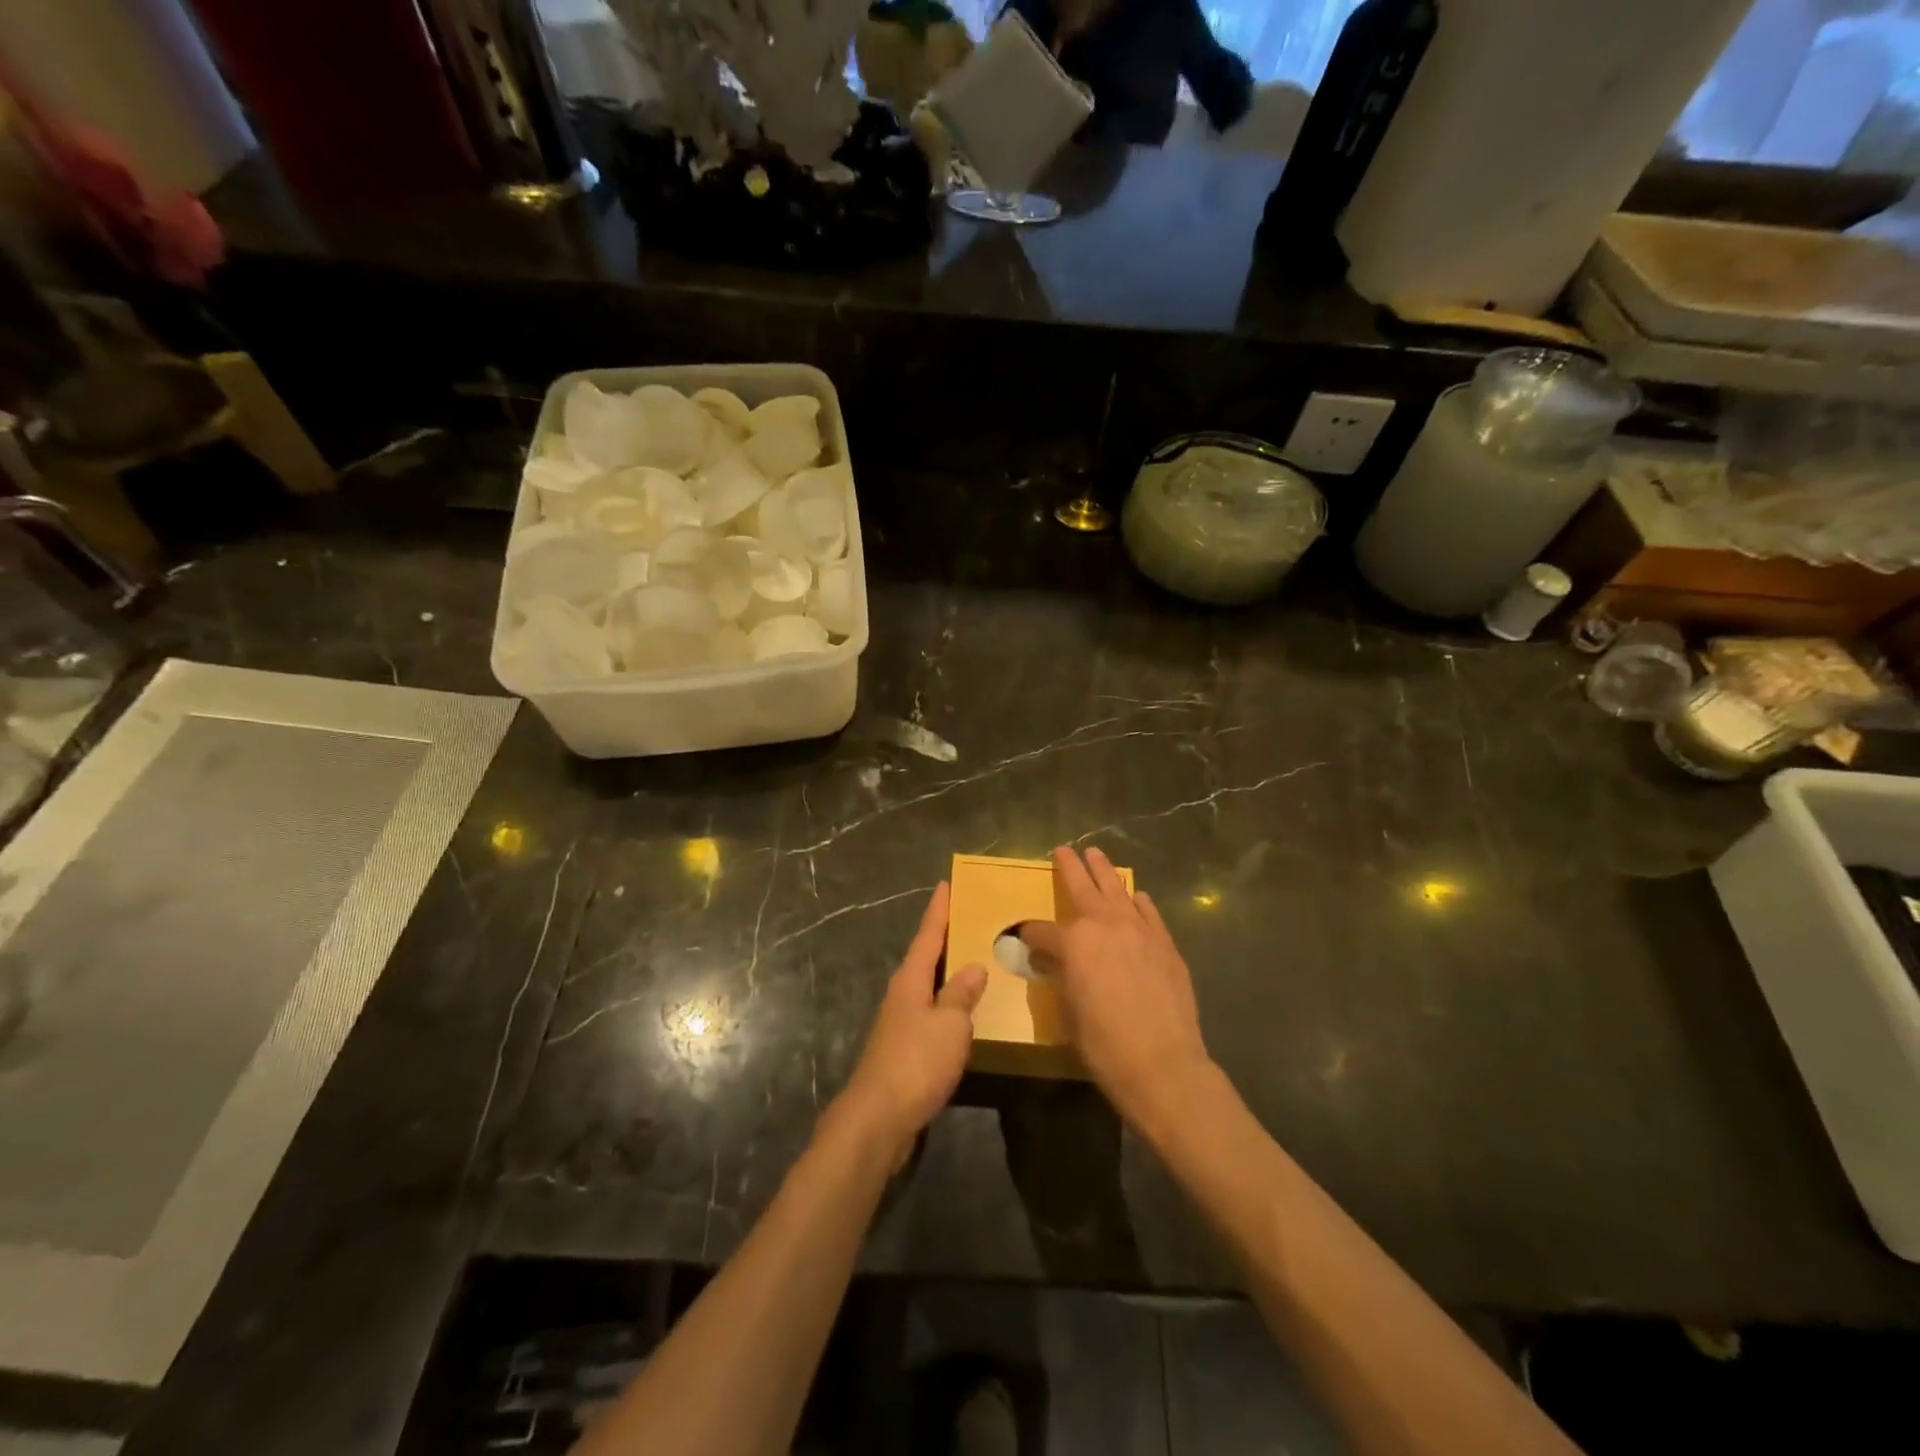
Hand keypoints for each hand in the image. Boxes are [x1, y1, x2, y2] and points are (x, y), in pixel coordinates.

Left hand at [831, 882, 986, 1166]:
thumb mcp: (948, 1024)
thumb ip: (961, 994)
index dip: (938, 910)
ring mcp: (900, 1024)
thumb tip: (974, 967)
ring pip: (929, 989)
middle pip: (925, 959)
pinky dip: (949, 1008)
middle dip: (945, 939)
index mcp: (910, 980)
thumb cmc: (915, 1063)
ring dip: (949, 975)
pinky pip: (932, 1017)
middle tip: (970, 919)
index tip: (946, 884)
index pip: (927, 935)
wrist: (878, 1120)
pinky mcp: (904, 1052)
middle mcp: (902, 996)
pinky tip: (965, 1016)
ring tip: (976, 963)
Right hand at [1021, 846, 1212, 1127]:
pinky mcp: (1164, 943)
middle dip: (1070, 867)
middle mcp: (1104, 924)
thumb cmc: (1103, 1043)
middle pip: (1082, 886)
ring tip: (1096, 855)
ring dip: (1104, 871)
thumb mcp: (1067, 1012)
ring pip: (1117, 889)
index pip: (1041, 931)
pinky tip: (1136, 896)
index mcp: (1073, 941)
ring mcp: (1138, 929)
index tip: (1025, 939)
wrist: (1162, 1062)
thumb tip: (1053, 961)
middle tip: (1063, 849)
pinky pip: (1148, 911)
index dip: (1030, 935)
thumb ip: (1059, 977)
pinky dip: (1138, 901)